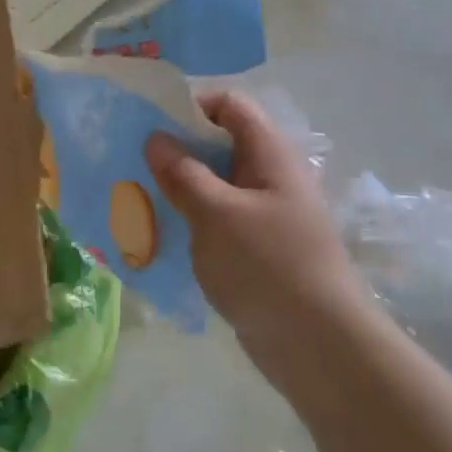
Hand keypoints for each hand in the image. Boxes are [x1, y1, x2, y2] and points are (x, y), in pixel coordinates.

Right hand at [146, 92, 381, 395]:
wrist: (317, 345)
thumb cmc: (267, 266)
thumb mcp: (217, 214)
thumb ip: (183, 173)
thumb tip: (156, 138)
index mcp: (270, 155)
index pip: (230, 106)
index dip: (191, 106)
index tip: (151, 127)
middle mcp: (270, 178)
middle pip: (220, 145)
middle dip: (176, 151)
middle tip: (134, 166)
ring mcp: (265, 215)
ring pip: (215, 186)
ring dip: (179, 190)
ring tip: (137, 201)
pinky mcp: (256, 249)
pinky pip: (218, 221)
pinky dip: (191, 222)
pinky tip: (161, 236)